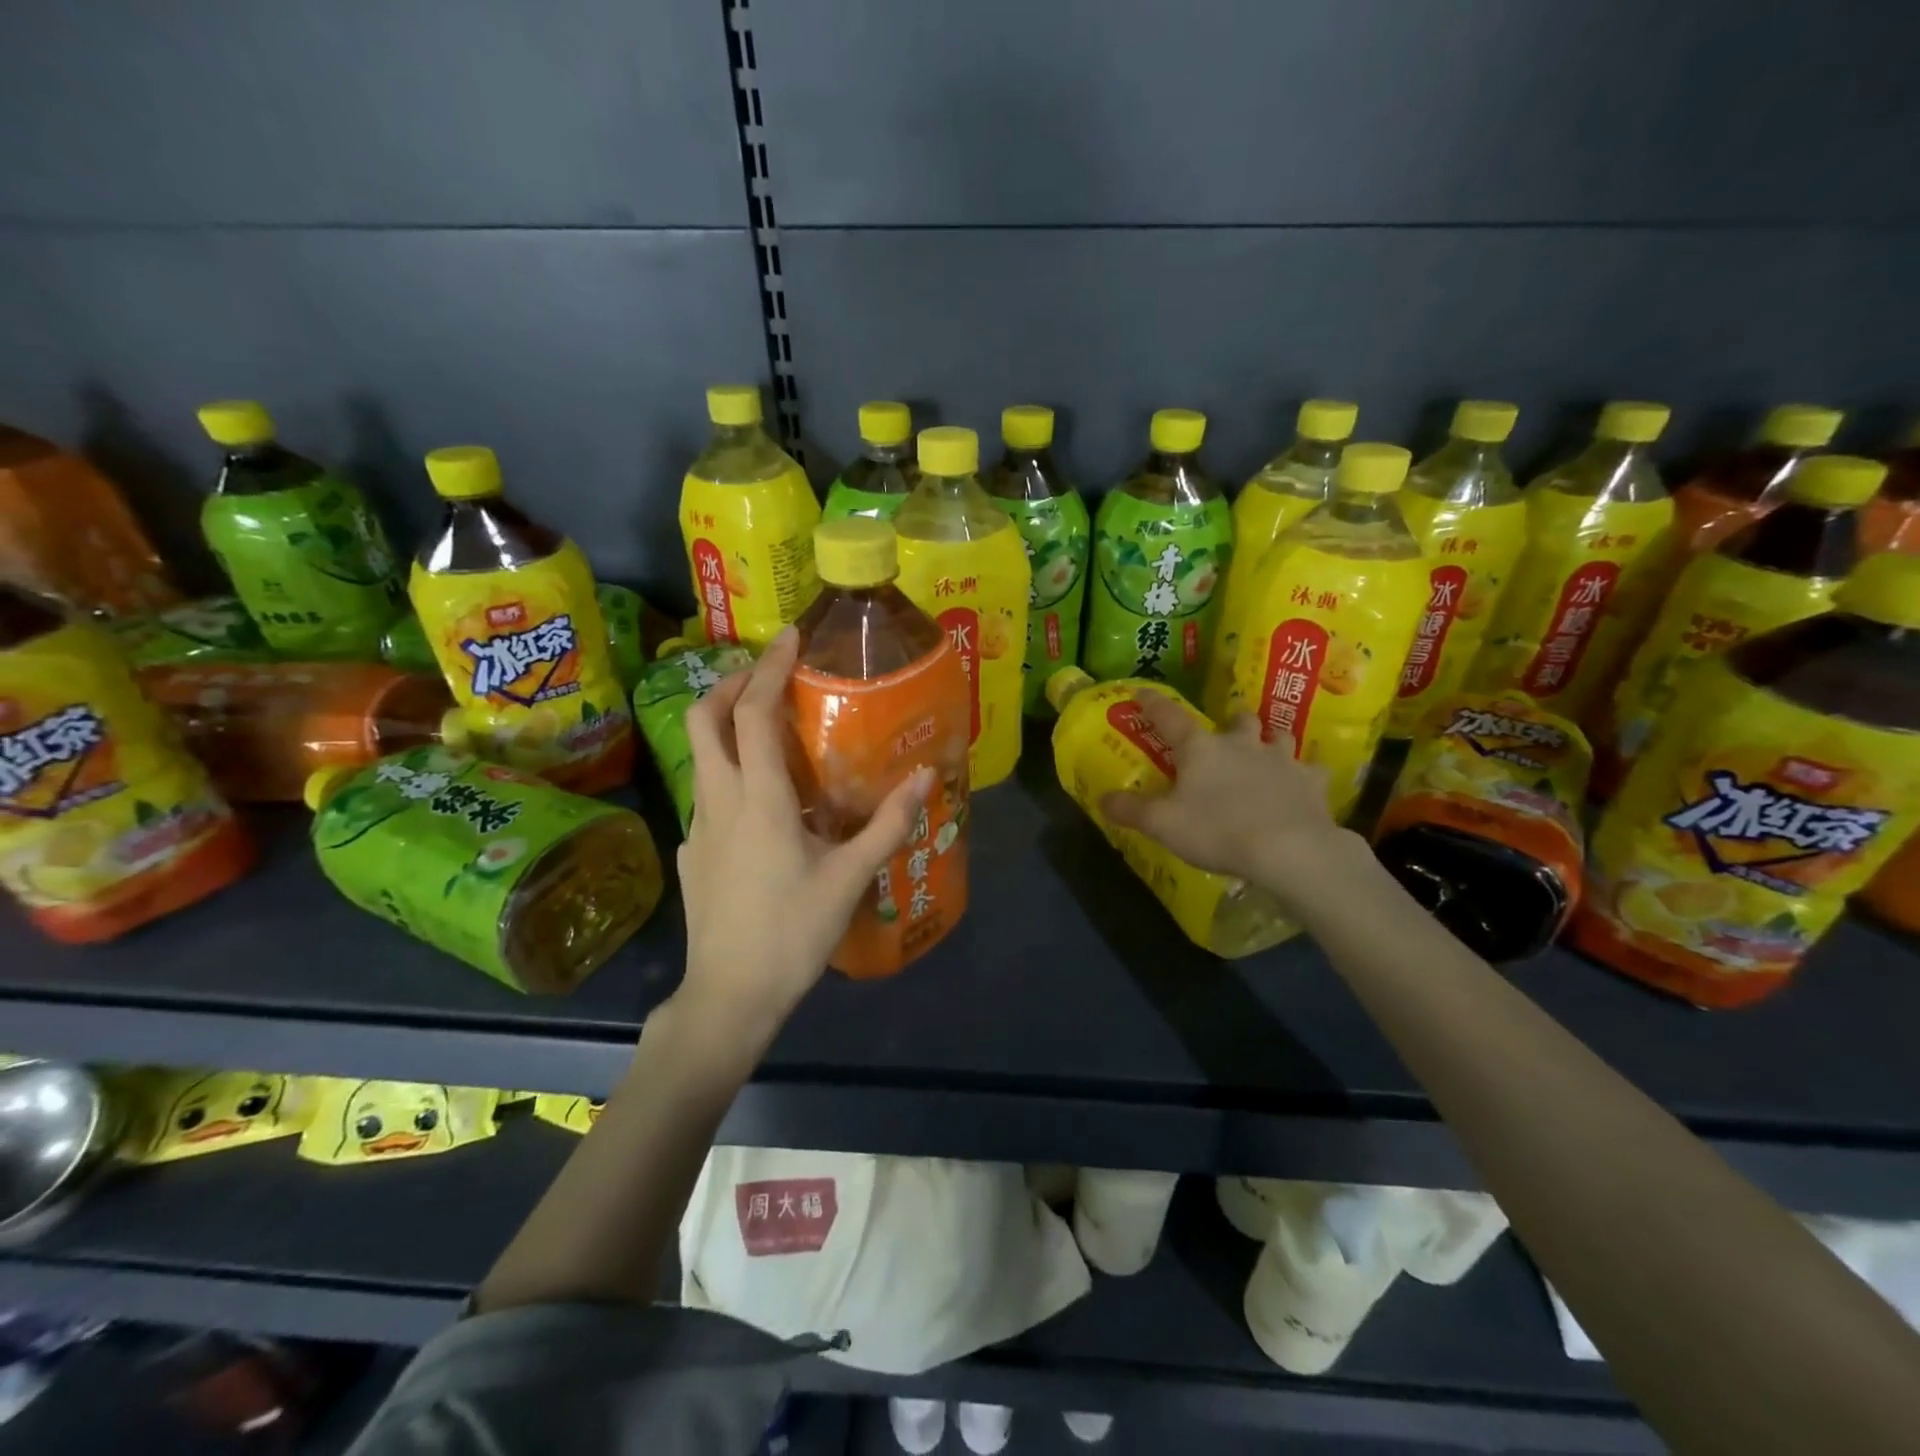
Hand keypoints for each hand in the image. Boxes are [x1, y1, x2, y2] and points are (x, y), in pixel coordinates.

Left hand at [675, 627, 932, 1044]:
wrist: (729, 997)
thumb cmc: (792, 933)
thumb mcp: (849, 878)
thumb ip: (889, 824)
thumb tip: (927, 778)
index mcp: (758, 799)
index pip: (753, 713)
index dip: (768, 667)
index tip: (789, 637)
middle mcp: (718, 801)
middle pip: (704, 719)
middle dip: (730, 683)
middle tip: (767, 675)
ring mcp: (698, 827)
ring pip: (701, 755)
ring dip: (728, 726)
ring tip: (771, 732)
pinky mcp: (693, 853)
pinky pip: (708, 794)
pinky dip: (730, 773)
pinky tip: (763, 805)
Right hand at [1101, 693, 1366, 911]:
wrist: (1289, 849)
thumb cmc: (1217, 830)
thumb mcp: (1162, 825)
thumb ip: (1130, 810)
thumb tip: (1102, 799)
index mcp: (1201, 748)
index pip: (1170, 716)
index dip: (1153, 703)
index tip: (1143, 691)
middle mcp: (1242, 744)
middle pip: (1239, 719)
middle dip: (1232, 721)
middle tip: (1226, 732)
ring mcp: (1282, 760)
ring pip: (1279, 737)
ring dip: (1270, 740)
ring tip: (1265, 752)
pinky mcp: (1312, 783)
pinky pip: (1311, 771)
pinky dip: (1305, 775)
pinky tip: (1302, 785)